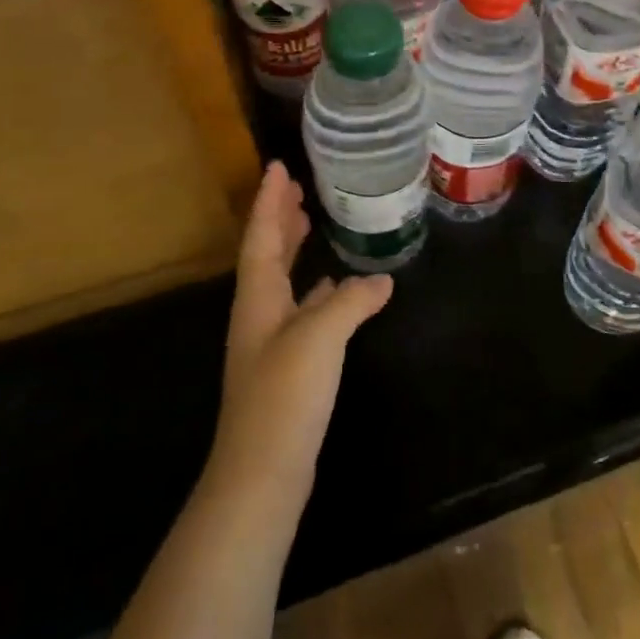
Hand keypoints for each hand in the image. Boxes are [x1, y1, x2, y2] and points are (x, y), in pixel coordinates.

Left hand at [205, 162, 391, 509]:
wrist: (262, 473)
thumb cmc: (284, 395)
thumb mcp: (320, 336)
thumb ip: (351, 301)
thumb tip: (381, 279)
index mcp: (258, 298)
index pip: (261, 236)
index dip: (269, 201)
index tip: (278, 166)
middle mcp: (259, 314)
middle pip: (267, 254)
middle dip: (280, 219)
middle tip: (298, 189)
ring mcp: (271, 342)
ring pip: (283, 281)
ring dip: (295, 250)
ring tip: (314, 224)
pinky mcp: (287, 367)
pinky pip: (302, 310)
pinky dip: (316, 291)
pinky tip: (336, 291)